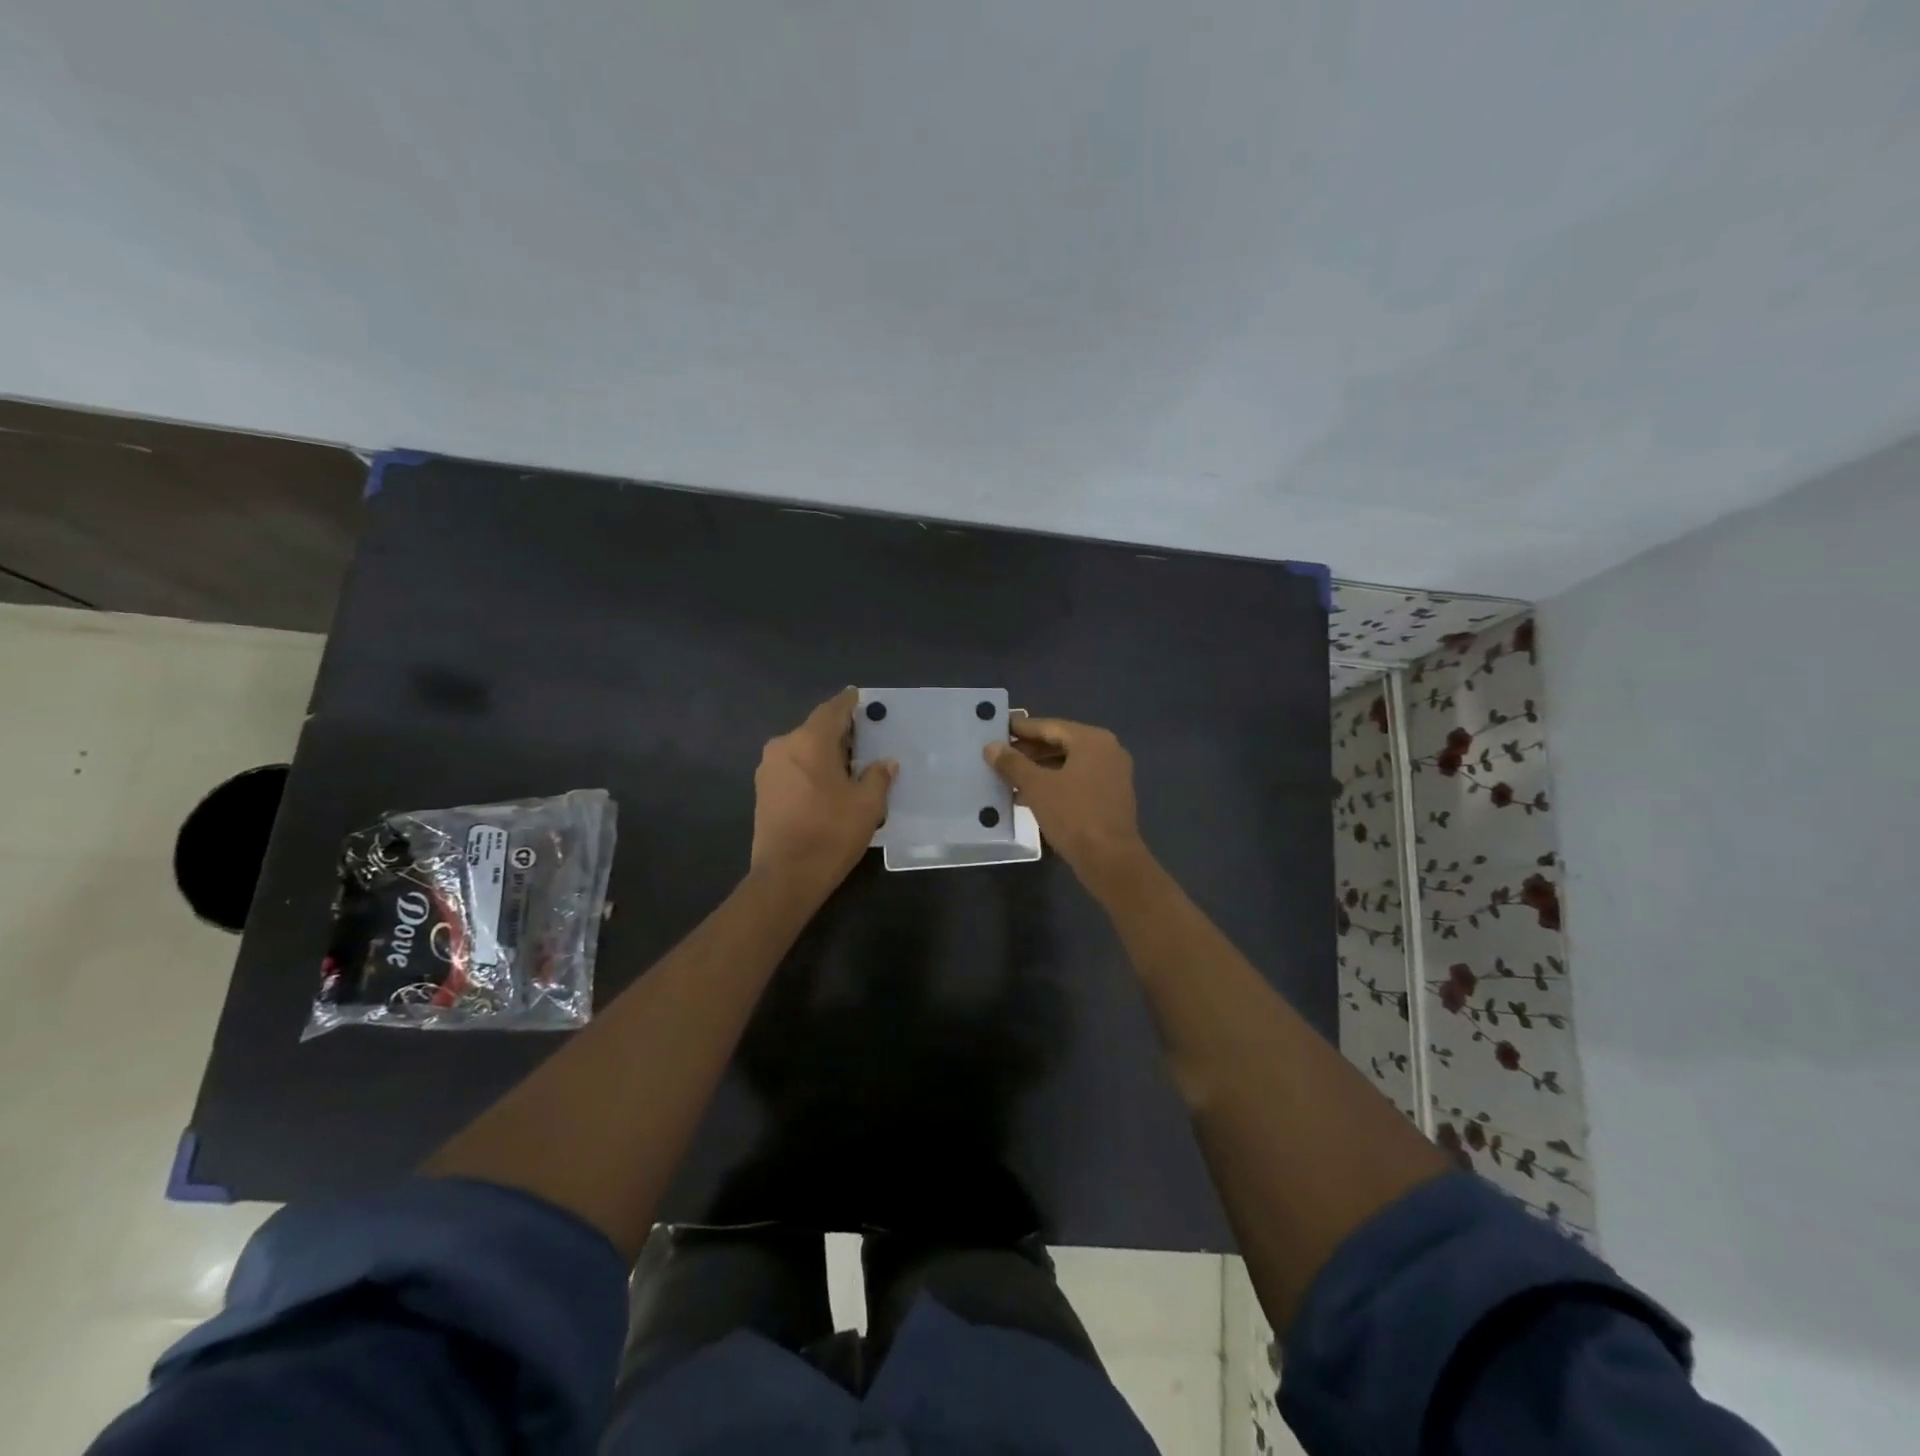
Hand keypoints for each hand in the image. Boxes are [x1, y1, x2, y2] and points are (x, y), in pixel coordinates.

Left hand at [751, 688, 895, 892]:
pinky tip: (827, 783)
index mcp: (809, 741)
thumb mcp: (867, 804)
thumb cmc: (831, 832)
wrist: (787, 875)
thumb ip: (877, 776)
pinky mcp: (762, 792)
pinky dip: (810, 768)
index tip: (858, 696)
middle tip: (863, 737)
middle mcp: (783, 746)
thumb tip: (885, 763)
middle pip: (815, 729)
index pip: (832, 710)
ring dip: (823, 752)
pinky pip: (792, 768)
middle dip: (838, 732)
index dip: (848, 703)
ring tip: (848, 764)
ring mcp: (768, 770)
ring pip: (802, 749)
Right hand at [985, 715, 1147, 892]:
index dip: (1020, 729)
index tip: (996, 729)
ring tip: (1007, 777)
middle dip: (1028, 751)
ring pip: (1067, 764)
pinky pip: (1076, 781)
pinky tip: (1027, 796)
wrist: (1110, 859)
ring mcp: (1112, 774)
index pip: (1049, 726)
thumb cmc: (1073, 815)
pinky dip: (1054, 784)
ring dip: (1038, 769)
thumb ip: (1013, 763)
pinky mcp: (1110, 797)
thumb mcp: (1036, 786)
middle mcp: (1107, 751)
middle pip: (1060, 743)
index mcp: (1092, 740)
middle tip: (998, 755)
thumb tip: (991, 746)